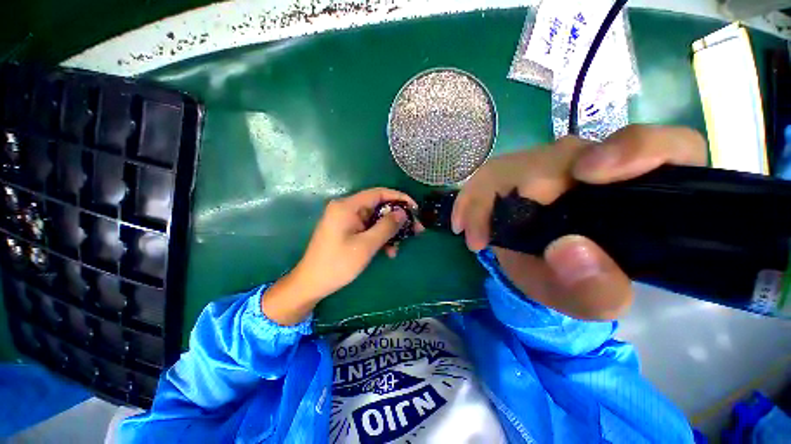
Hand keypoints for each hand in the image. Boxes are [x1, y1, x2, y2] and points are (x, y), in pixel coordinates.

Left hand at [295, 188, 422, 297]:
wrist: (311, 283)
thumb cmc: (338, 264)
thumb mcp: (366, 245)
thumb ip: (386, 227)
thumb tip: (403, 213)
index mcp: (347, 206)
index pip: (379, 193)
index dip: (399, 198)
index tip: (415, 209)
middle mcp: (346, 208)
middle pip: (378, 206)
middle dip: (397, 219)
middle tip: (415, 230)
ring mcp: (346, 219)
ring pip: (375, 219)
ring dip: (389, 231)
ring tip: (399, 247)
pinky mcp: (347, 230)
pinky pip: (368, 228)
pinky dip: (379, 237)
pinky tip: (388, 251)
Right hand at [452, 125, 707, 319]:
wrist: (540, 273)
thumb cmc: (575, 285)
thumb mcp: (590, 301)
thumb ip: (596, 290)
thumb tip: (569, 250)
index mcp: (636, 194)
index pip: (665, 148)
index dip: (635, 149)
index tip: (588, 173)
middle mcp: (594, 169)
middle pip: (563, 156)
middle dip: (523, 190)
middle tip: (494, 235)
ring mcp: (549, 169)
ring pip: (516, 164)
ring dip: (485, 200)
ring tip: (474, 235)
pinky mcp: (514, 175)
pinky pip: (487, 177)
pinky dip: (470, 200)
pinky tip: (463, 223)